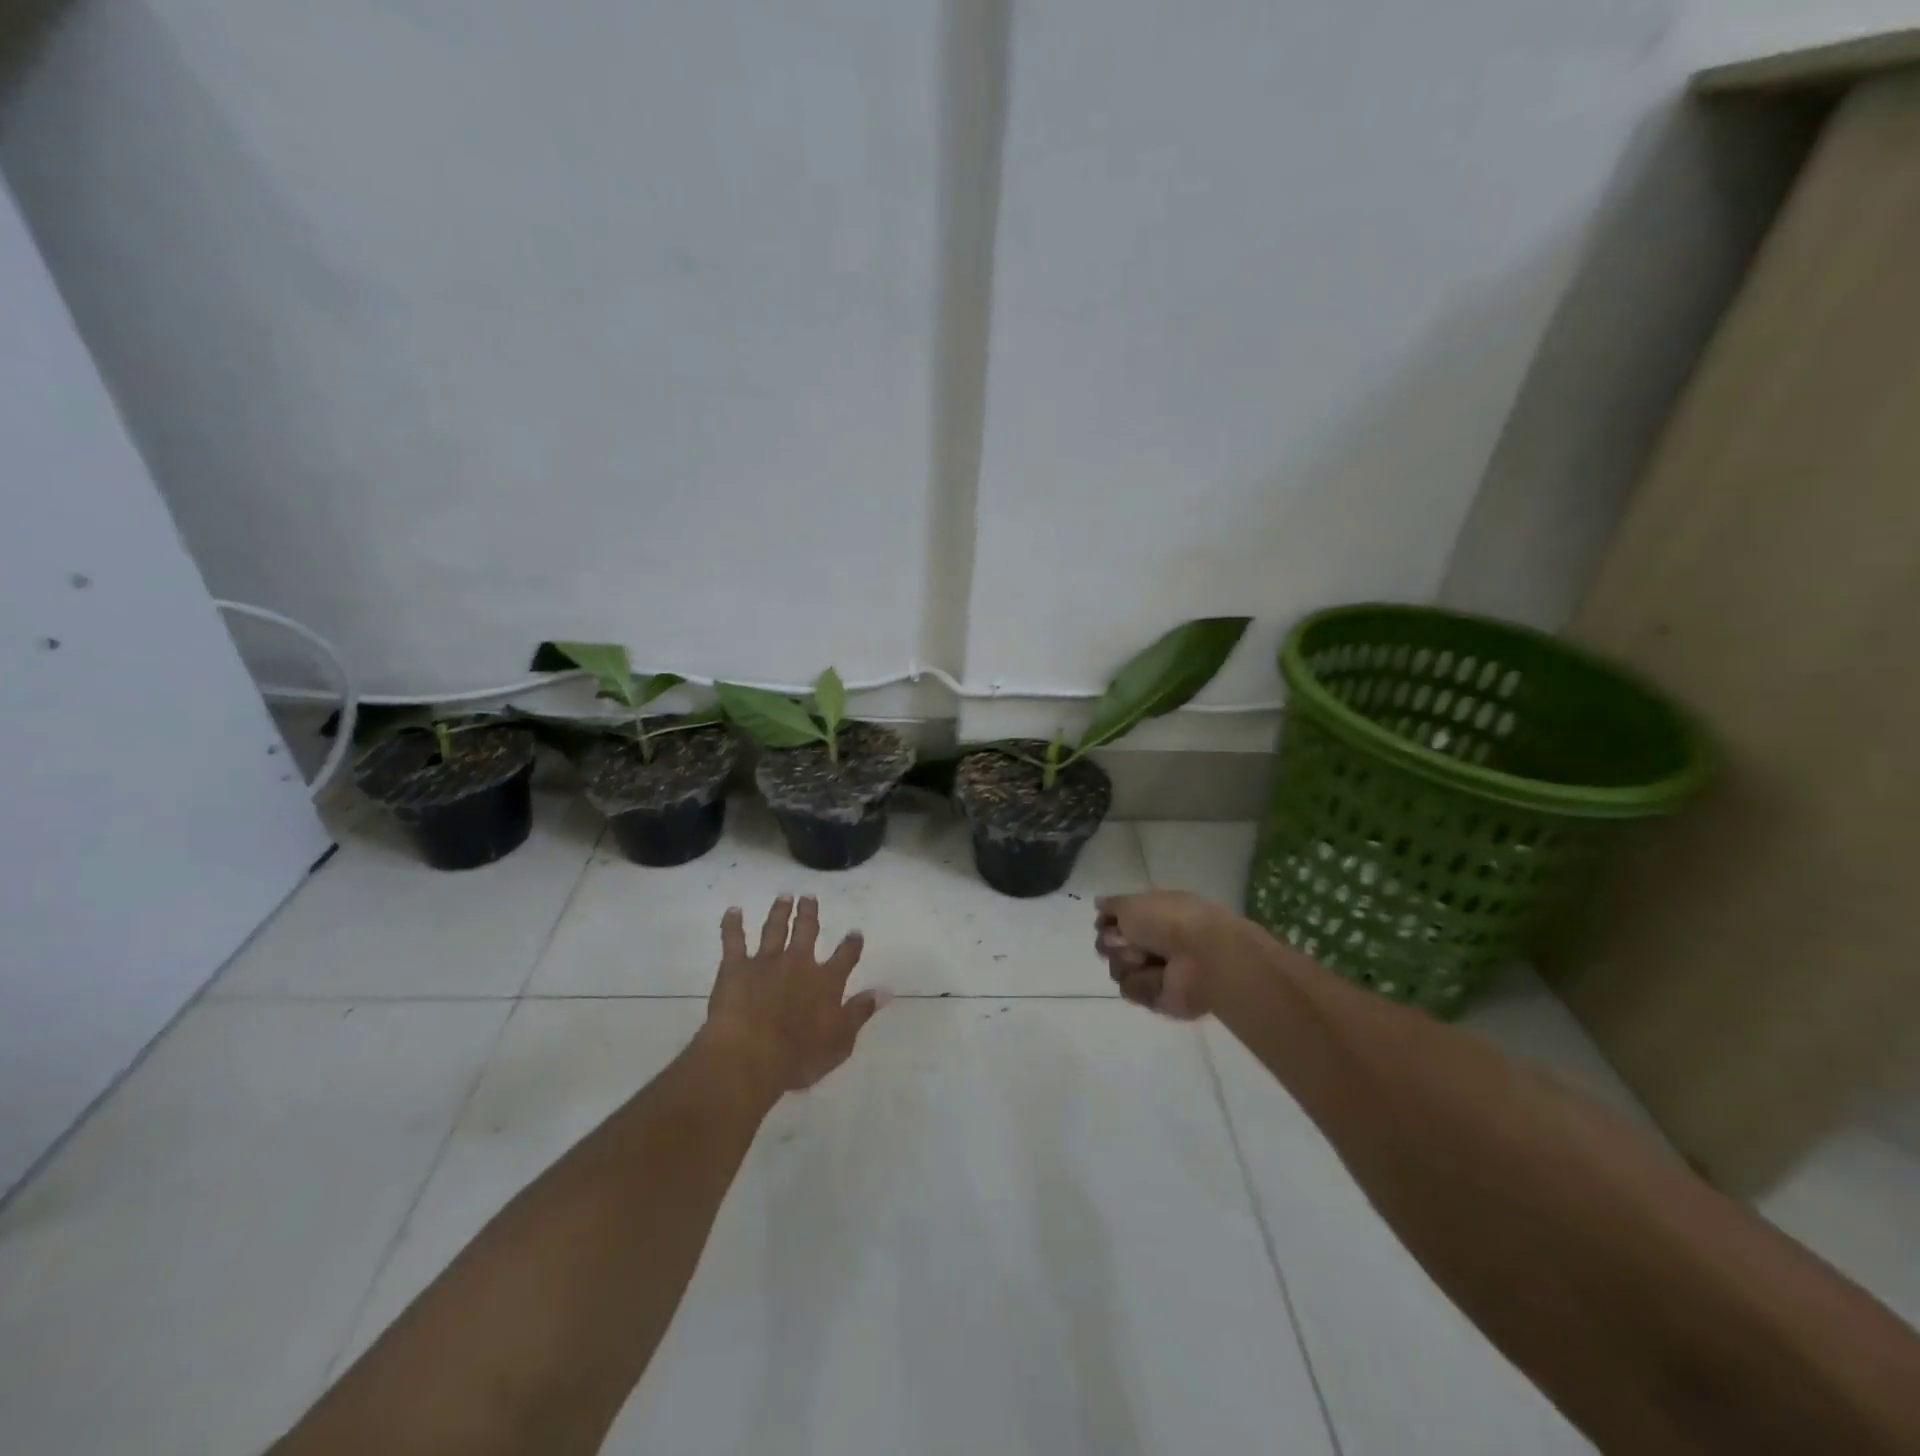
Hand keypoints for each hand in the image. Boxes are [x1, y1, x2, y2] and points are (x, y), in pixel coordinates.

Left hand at [702, 895, 883, 1096]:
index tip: (855, 933)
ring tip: (784, 897)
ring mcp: (766, 961)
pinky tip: (733, 911)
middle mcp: (799, 963)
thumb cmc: (798, 1057)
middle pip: (806, 930)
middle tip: (809, 897)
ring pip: (774, 928)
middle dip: (809, 913)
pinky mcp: (736, 966)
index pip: (845, 957)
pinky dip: (732, 924)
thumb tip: (885, 991)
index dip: (851, 944)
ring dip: (780, 911)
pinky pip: (733, 939)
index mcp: (826, 981)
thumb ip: (860, 1012)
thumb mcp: (840, 1041)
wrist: (750, 1055)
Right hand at [1094, 890, 1236, 1019]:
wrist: (1202, 955)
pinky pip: (1131, 990)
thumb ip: (1113, 904)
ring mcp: (1154, 971)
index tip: (1110, 923)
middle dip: (1112, 944)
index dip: (1107, 923)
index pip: (1112, 923)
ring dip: (1127, 962)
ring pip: (1117, 969)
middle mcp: (1150, 943)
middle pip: (1109, 948)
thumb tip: (1098, 903)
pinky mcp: (1157, 997)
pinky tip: (1159, 977)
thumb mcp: (1133, 902)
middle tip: (1127, 941)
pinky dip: (1142, 982)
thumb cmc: (1169, 920)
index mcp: (1150, 917)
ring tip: (1147, 959)